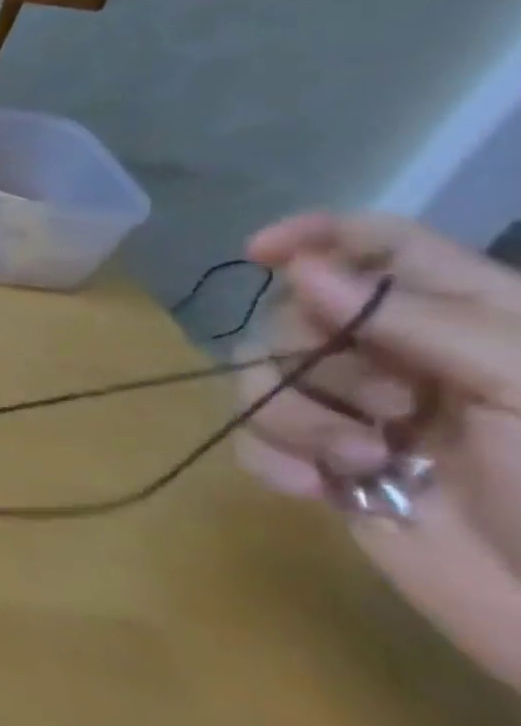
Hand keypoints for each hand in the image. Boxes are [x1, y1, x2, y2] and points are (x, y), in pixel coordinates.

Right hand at [235, 212, 520, 685]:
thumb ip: (413, 319)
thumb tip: (297, 268)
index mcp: (471, 322)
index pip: (382, 246)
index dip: (317, 235)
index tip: (261, 254)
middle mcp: (405, 358)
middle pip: (299, 313)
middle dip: (316, 356)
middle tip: (385, 404)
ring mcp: (360, 414)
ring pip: (264, 375)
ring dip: (294, 416)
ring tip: (358, 461)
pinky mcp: (324, 465)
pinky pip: (254, 437)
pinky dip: (271, 458)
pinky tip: (315, 490)